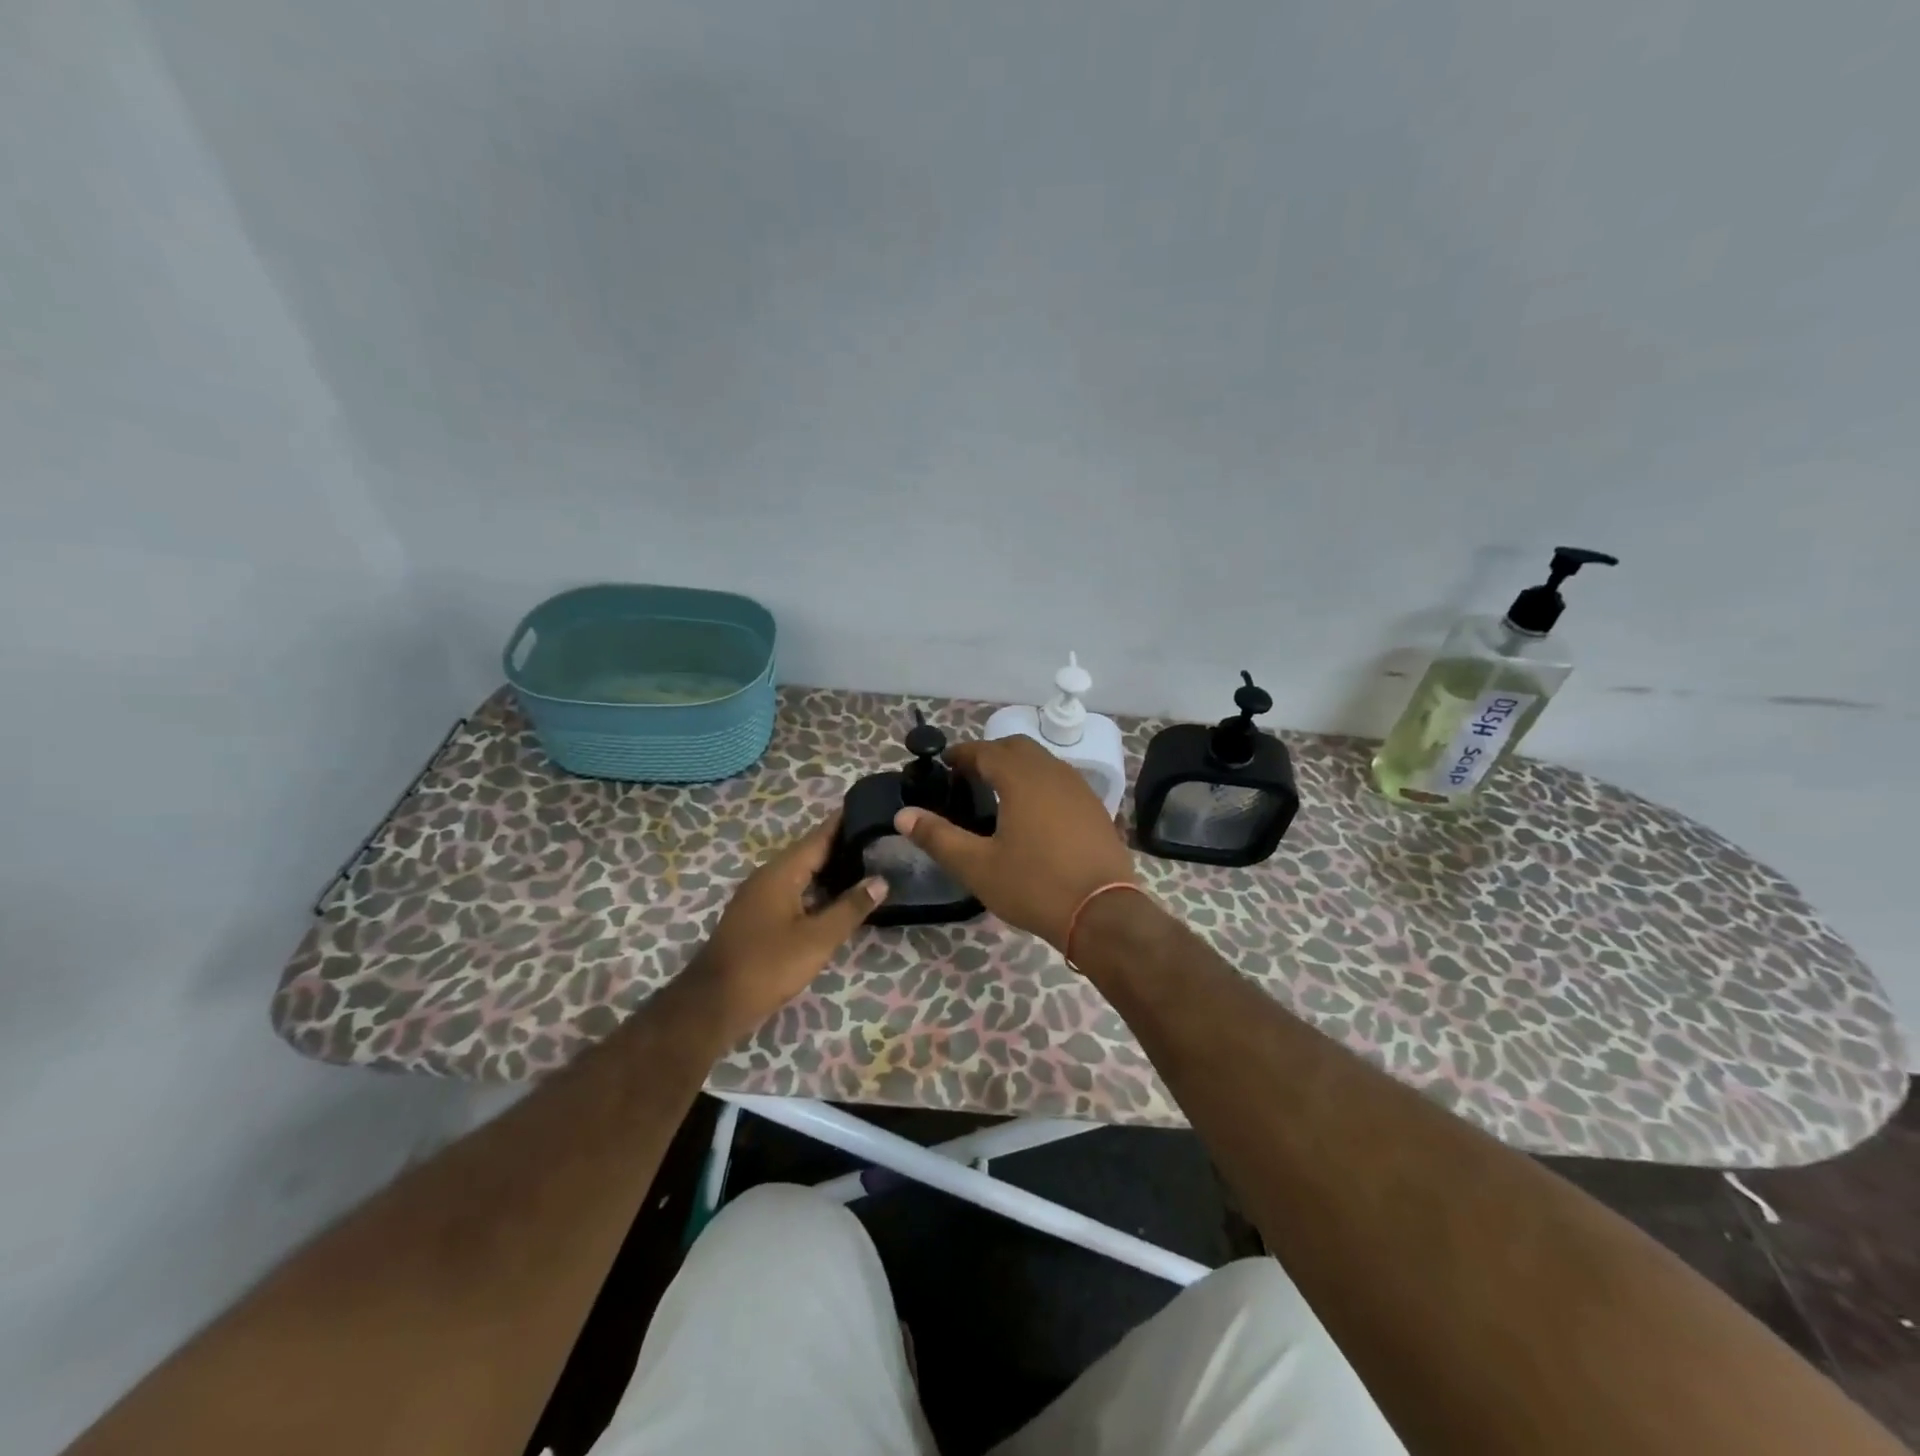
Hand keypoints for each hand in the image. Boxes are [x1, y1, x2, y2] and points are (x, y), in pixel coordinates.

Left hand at [687, 814, 886, 1039]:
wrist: (714, 1004)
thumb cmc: (768, 965)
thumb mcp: (817, 939)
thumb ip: (850, 908)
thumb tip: (881, 880)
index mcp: (781, 872)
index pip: (819, 837)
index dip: (845, 822)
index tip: (872, 809)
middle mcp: (768, 876)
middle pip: (810, 852)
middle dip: (842, 845)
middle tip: (879, 840)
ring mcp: (759, 896)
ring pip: (801, 873)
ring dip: (830, 868)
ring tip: (866, 864)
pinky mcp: (757, 916)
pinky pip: (793, 890)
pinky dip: (816, 888)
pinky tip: (836, 898)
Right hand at [894, 736, 1136, 950]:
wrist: (1103, 913)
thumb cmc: (1035, 886)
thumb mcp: (977, 866)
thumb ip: (938, 837)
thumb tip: (903, 816)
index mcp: (1022, 779)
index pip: (986, 750)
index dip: (961, 754)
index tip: (944, 764)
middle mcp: (1053, 773)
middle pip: (1017, 748)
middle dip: (990, 755)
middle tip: (968, 778)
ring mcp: (1080, 789)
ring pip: (1043, 762)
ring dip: (1018, 768)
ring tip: (998, 794)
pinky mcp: (1095, 809)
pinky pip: (1062, 782)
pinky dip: (1040, 784)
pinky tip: (1033, 814)